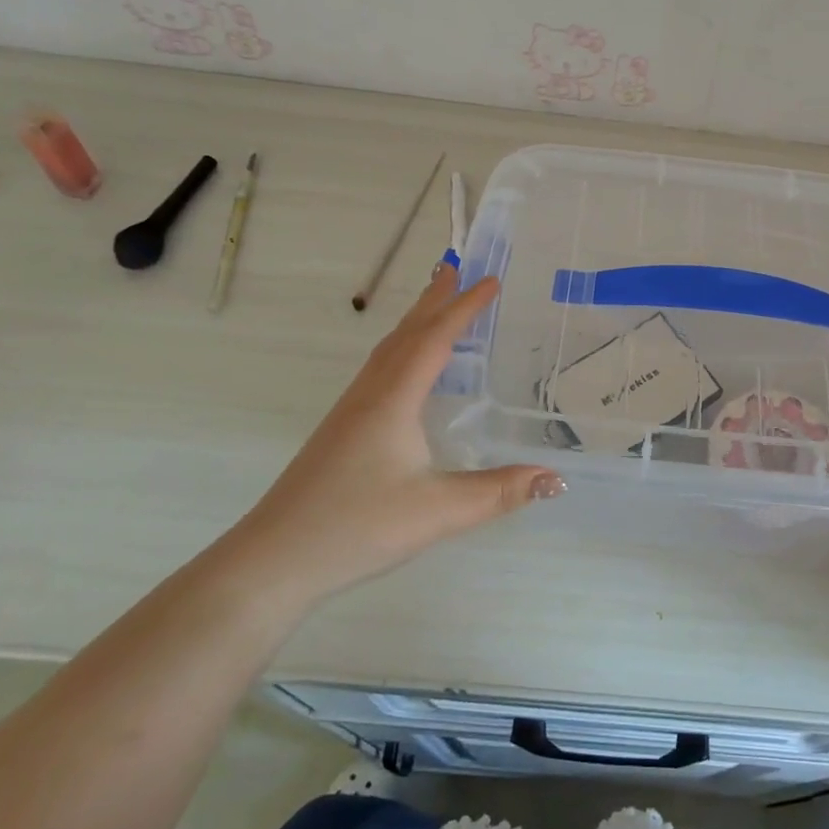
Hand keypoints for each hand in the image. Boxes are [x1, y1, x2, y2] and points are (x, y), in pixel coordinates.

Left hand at [236, 264, 560, 602]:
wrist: (274, 559)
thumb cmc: (357, 526)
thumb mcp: (438, 511)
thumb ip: (498, 492)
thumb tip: (554, 478)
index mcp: (394, 399)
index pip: (434, 339)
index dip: (464, 308)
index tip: (491, 280)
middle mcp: (370, 394)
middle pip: (405, 333)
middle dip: (433, 300)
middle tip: (456, 269)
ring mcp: (350, 411)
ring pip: (387, 351)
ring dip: (415, 322)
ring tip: (436, 307)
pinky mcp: (341, 430)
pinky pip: (379, 371)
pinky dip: (402, 350)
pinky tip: (408, 372)